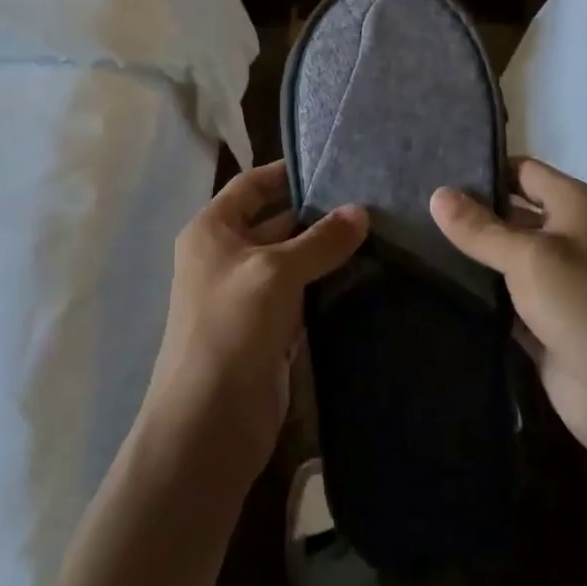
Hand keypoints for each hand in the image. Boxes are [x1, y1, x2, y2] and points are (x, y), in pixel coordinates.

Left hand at [143, 162, 366, 481]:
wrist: (210, 420)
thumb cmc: (233, 325)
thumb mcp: (277, 271)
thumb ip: (320, 239)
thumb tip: (361, 211)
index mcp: (212, 230)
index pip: (251, 186)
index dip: (286, 173)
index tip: (332, 165)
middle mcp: (226, 256)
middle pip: (274, 221)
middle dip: (315, 213)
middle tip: (368, 201)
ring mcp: (246, 294)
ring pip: (291, 260)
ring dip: (324, 251)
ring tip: (376, 233)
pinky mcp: (267, 329)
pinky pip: (299, 295)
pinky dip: (325, 285)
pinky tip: (362, 275)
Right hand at [430, 158, 586, 476]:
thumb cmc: (583, 305)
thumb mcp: (528, 257)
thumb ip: (480, 228)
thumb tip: (436, 194)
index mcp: (577, 206)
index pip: (523, 171)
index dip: (484, 170)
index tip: (434, 172)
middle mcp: (569, 236)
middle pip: (511, 213)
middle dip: (470, 212)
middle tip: (414, 208)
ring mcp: (556, 282)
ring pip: (504, 257)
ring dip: (470, 255)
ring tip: (414, 242)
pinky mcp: (542, 321)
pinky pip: (503, 297)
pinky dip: (478, 293)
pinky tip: (436, 285)